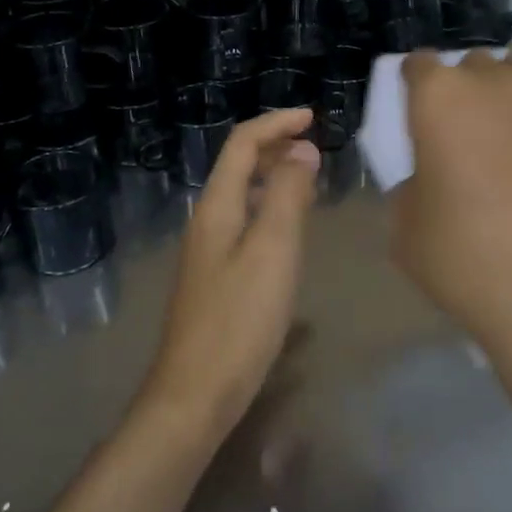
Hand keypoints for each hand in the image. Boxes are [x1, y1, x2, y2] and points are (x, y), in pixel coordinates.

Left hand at [140, 108, 320, 442]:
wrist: (196, 393)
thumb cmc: (239, 319)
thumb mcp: (273, 251)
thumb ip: (288, 196)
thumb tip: (301, 150)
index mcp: (217, 206)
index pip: (242, 144)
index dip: (276, 123)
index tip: (313, 117)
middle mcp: (208, 220)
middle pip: (238, 165)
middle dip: (274, 146)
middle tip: (315, 145)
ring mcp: (209, 250)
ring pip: (243, 195)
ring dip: (274, 176)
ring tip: (309, 177)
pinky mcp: (217, 277)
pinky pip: (246, 223)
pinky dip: (271, 208)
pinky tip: (290, 229)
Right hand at [391, 34, 511, 403]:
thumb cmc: (466, 258)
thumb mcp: (406, 229)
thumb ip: (411, 188)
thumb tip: (430, 181)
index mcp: (440, 97)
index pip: (419, 63)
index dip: (415, 86)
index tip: (417, 116)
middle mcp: (495, 82)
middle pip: (473, 61)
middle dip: (465, 87)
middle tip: (465, 134)